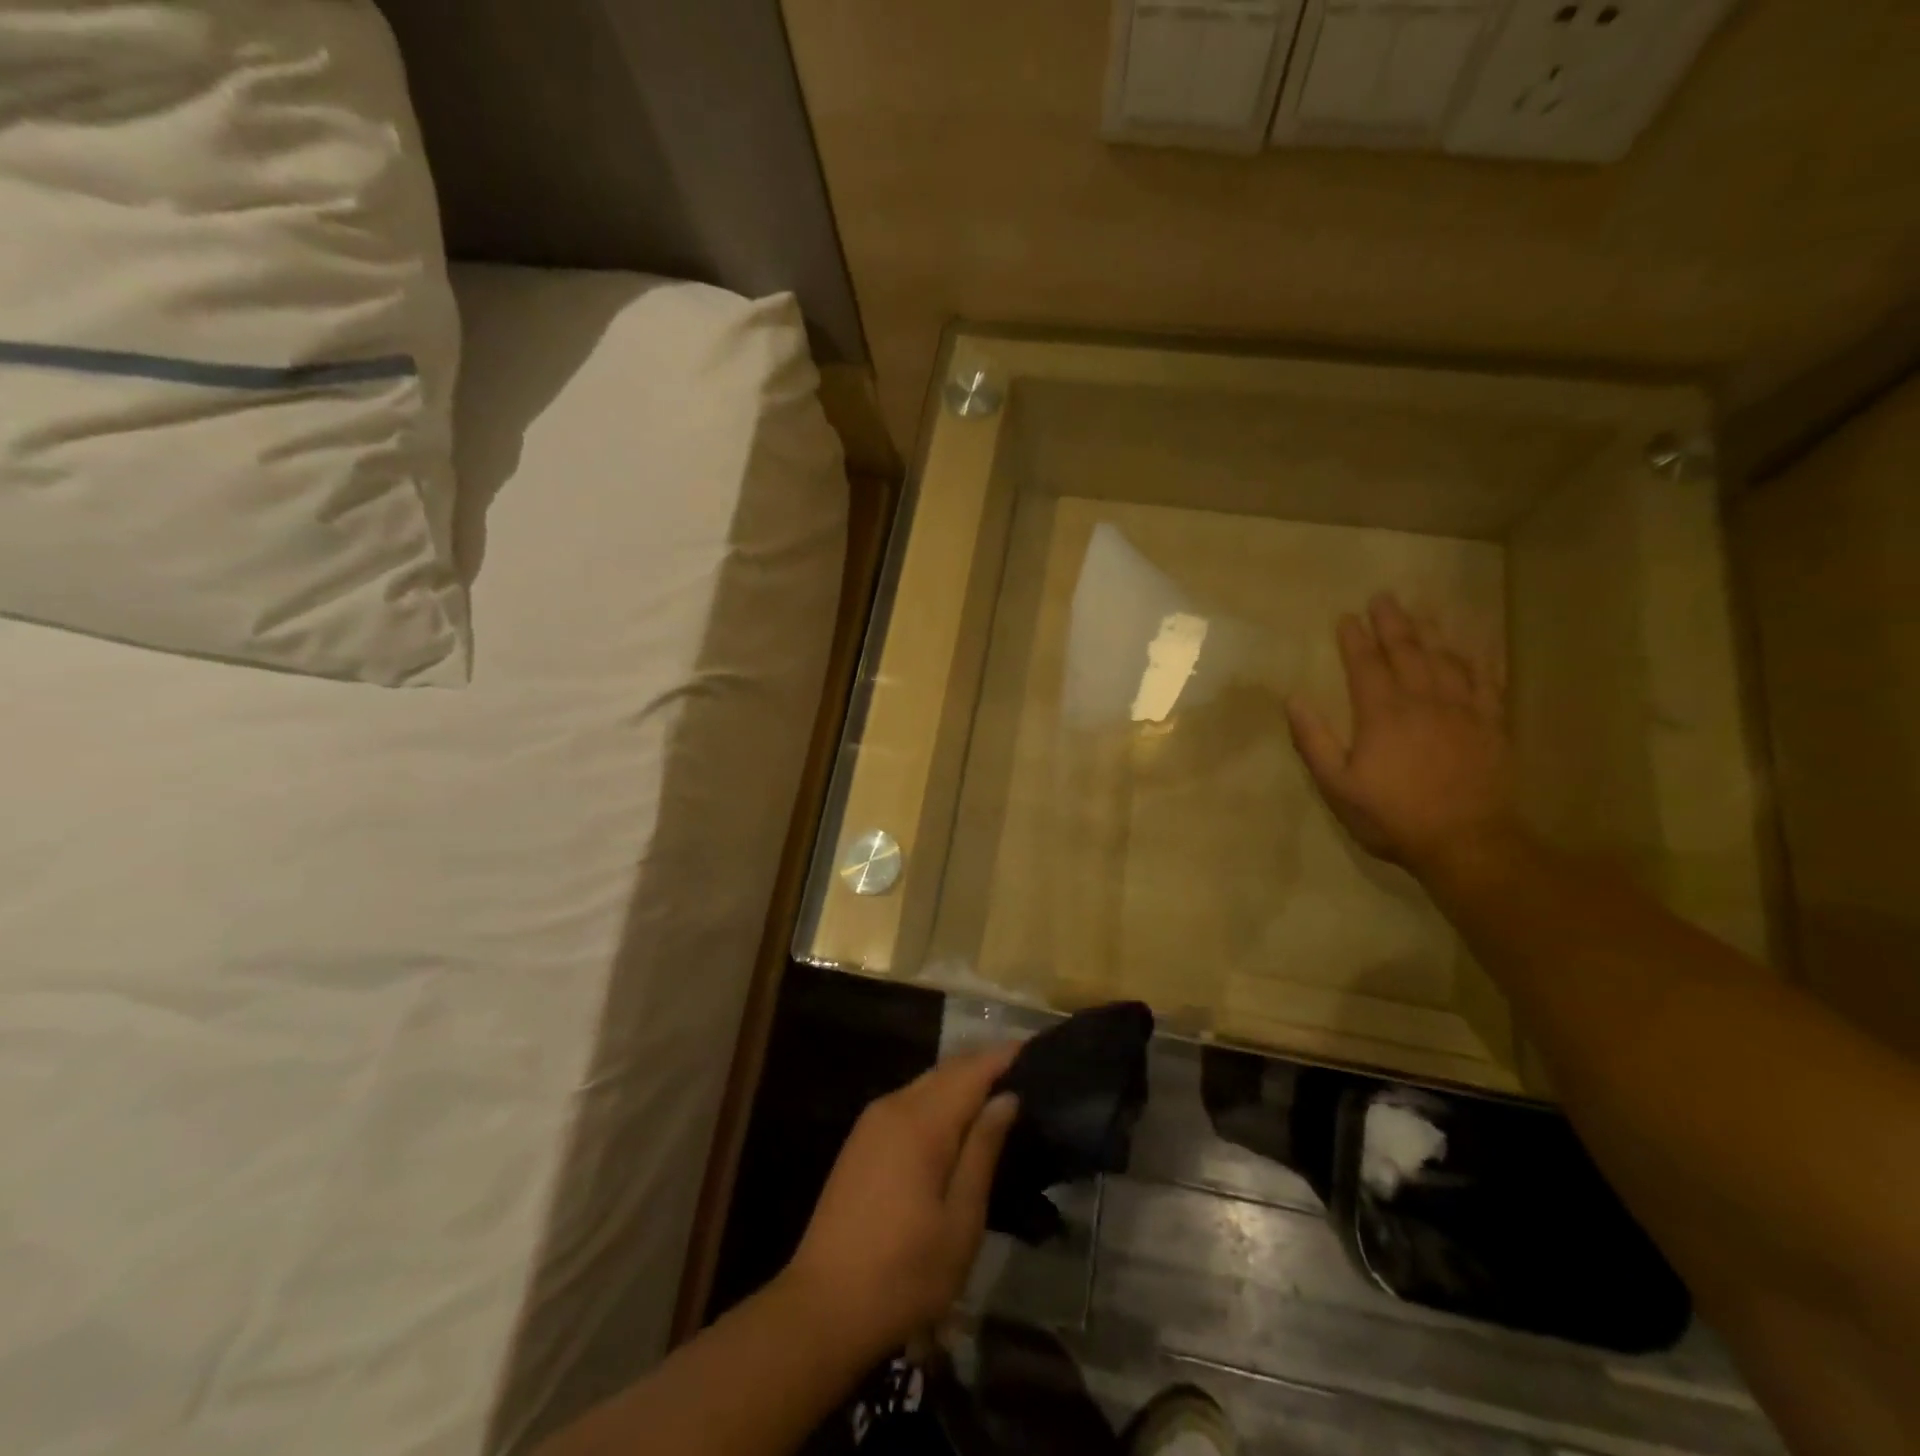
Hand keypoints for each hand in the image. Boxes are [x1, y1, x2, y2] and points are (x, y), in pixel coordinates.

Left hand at [783, 1047, 1019, 1360]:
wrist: (822, 1307)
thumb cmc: (904, 1273)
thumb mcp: (960, 1221)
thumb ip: (983, 1151)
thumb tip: (1007, 1098)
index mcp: (921, 1122)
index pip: (971, 1070)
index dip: (1004, 1056)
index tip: (1037, 1049)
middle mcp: (894, 1106)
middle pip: (947, 1069)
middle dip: (985, 1064)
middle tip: (1027, 1072)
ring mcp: (872, 1121)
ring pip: (926, 1083)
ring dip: (961, 1081)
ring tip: (999, 1093)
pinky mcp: (861, 1140)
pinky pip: (909, 1101)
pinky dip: (938, 1098)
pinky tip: (957, 1120)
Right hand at [1285, 593, 1517, 870]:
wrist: (1466, 842)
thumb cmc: (1391, 816)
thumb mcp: (1337, 786)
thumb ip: (1314, 741)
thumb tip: (1293, 699)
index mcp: (1381, 714)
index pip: (1365, 664)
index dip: (1354, 638)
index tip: (1346, 617)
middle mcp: (1422, 701)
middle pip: (1407, 651)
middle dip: (1392, 622)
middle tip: (1383, 597)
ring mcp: (1462, 710)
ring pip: (1447, 658)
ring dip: (1432, 630)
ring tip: (1423, 609)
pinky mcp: (1491, 724)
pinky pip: (1488, 679)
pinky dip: (1481, 656)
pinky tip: (1477, 641)